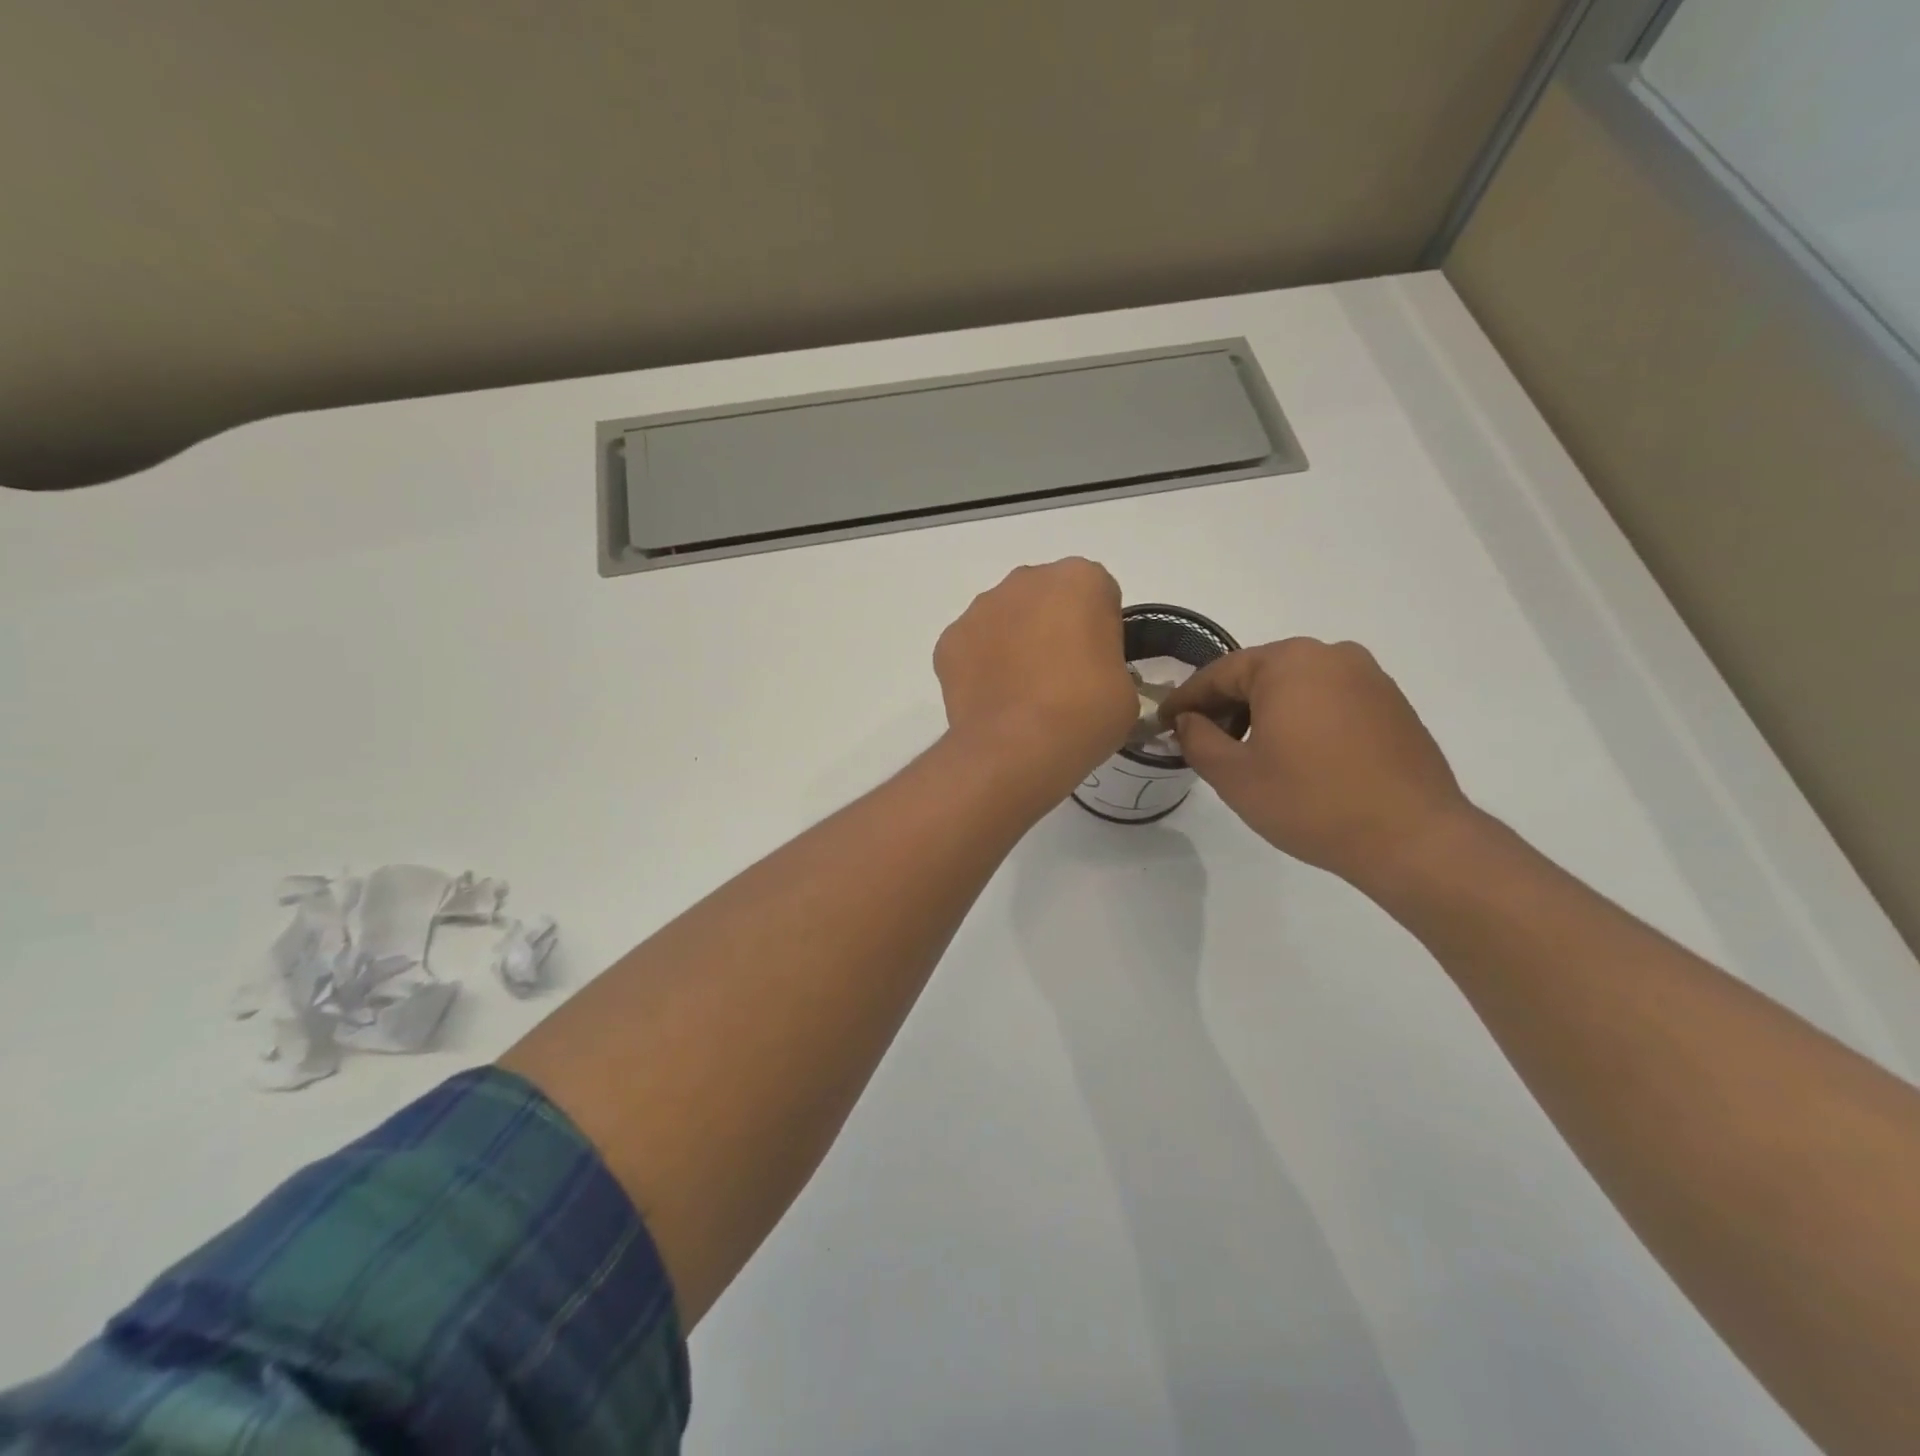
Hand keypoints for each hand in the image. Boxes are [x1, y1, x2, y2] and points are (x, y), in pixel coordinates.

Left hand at [934, 559, 1137, 798]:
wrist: (1016, 748)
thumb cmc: (1084, 713)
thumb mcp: (1124, 689)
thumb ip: (1107, 663)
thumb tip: (1086, 676)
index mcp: (1080, 580)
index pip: (1097, 595)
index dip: (1100, 631)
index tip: (1098, 665)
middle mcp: (1026, 580)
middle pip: (1046, 598)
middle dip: (1053, 627)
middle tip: (1061, 677)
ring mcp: (981, 608)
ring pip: (1005, 618)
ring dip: (1014, 643)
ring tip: (1023, 694)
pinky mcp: (949, 639)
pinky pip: (973, 647)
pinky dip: (981, 666)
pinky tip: (993, 700)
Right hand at [1160, 638, 1475, 887]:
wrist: (1412, 838)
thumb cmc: (1311, 802)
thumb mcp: (1234, 775)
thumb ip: (1197, 739)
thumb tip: (1187, 720)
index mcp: (1288, 662)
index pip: (1219, 673)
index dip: (1186, 700)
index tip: (1163, 723)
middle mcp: (1330, 655)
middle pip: (1259, 674)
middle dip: (1226, 705)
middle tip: (1202, 739)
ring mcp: (1368, 676)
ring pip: (1295, 686)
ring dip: (1264, 712)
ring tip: (1247, 752)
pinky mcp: (1391, 703)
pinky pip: (1328, 699)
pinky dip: (1301, 718)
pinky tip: (1295, 755)